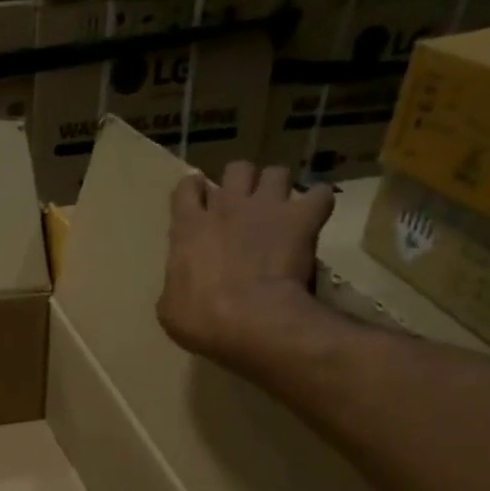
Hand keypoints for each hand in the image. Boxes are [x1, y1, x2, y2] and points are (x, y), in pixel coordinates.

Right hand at [157, 162, 335, 376]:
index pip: (186, 188)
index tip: (198, 200)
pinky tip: (315, 216)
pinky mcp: (302, 219)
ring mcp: (266, 208)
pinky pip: (319, 195)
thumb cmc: (201, 318)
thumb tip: (180, 285)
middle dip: (241, 182)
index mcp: (188, 228)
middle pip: (236, 170)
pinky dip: (318, 203)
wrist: (253, 320)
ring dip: (278, 187)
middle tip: (243, 203)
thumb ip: (175, 284)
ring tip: (279, 207)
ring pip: (276, 173)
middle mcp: (226, 207)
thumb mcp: (170, 308)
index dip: (193, 191)